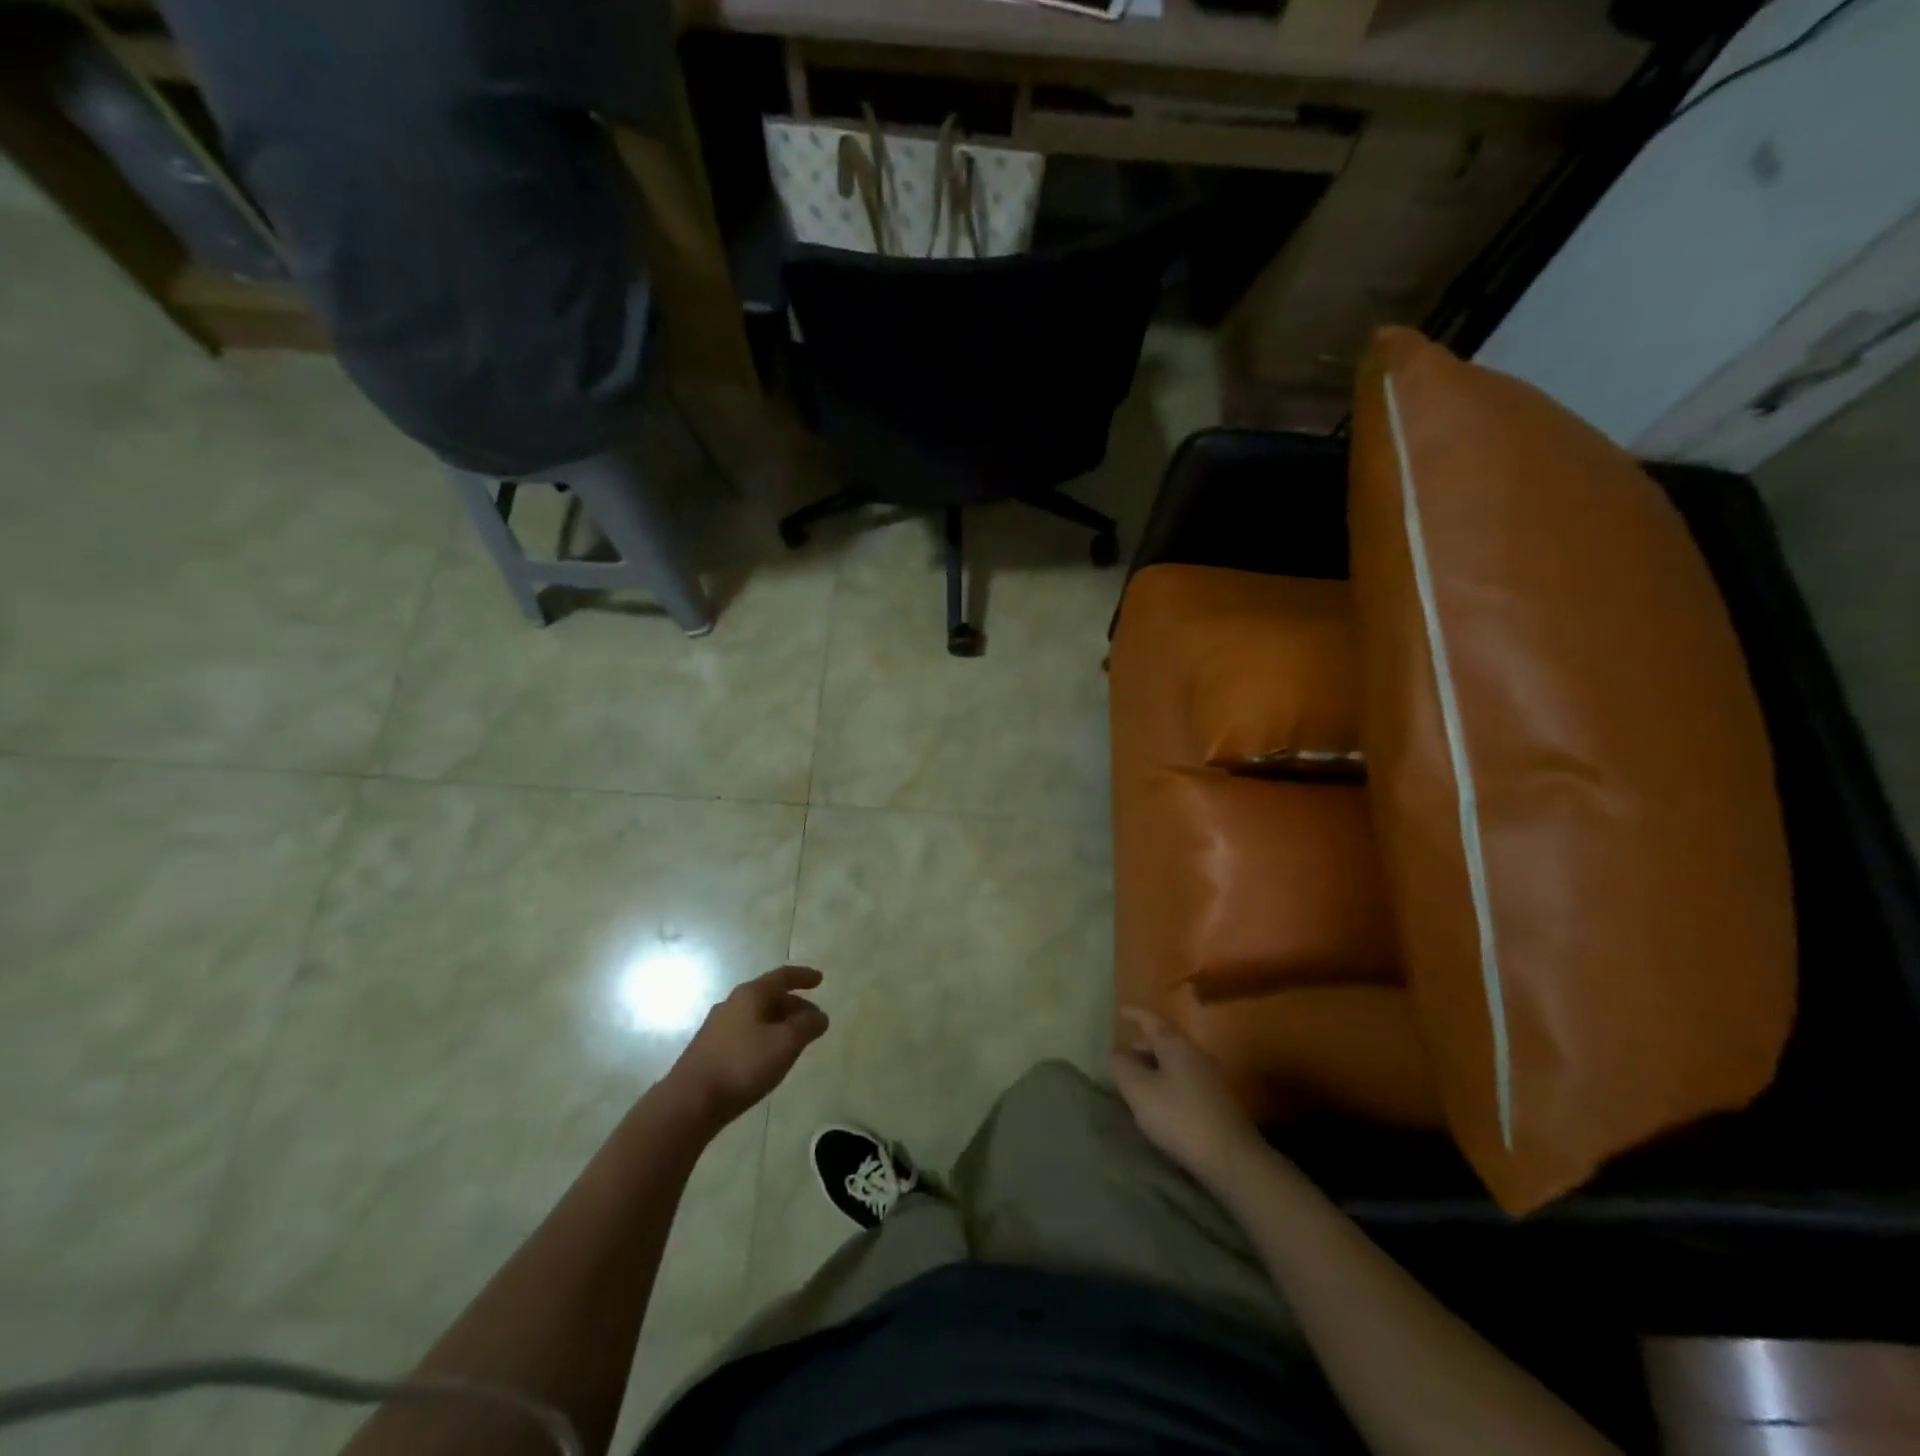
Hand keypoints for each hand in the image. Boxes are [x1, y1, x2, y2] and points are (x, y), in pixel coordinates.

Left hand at [666, 966, 828, 1131]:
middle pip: (769, 997)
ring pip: (756, 1017)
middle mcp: (732, 1004)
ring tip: (794, 1040)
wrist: (689, 1102)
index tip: (820, 979)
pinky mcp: (709, 1051)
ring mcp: (717, 1027)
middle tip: (812, 1020)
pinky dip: (763, 1037)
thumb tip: (820, 1016)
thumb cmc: (742, 1064)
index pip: (782, 976)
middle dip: (794, 1005)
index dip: (803, 976)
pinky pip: (745, 1034)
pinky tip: (768, 1057)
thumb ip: (807, 1026)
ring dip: (779, 1023)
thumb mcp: (785, 1043)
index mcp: (750, 995)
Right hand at [1110, 1006, 1263, 1190]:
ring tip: (1138, 1082)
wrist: (1232, 1158)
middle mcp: (1196, 1054)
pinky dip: (1168, 1081)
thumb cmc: (1179, 1117)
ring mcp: (1210, 1077)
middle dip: (1143, 1046)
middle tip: (1123, 1057)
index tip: (1121, 1011)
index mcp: (1176, 1045)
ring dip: (1155, 1066)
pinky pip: (1185, 1079)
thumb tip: (1117, 1053)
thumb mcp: (1140, 1091)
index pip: (1151, 1020)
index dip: (1135, 1014)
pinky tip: (1161, 1102)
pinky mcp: (1218, 1100)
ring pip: (1176, 1061)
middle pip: (1165, 1040)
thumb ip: (1123, 1067)